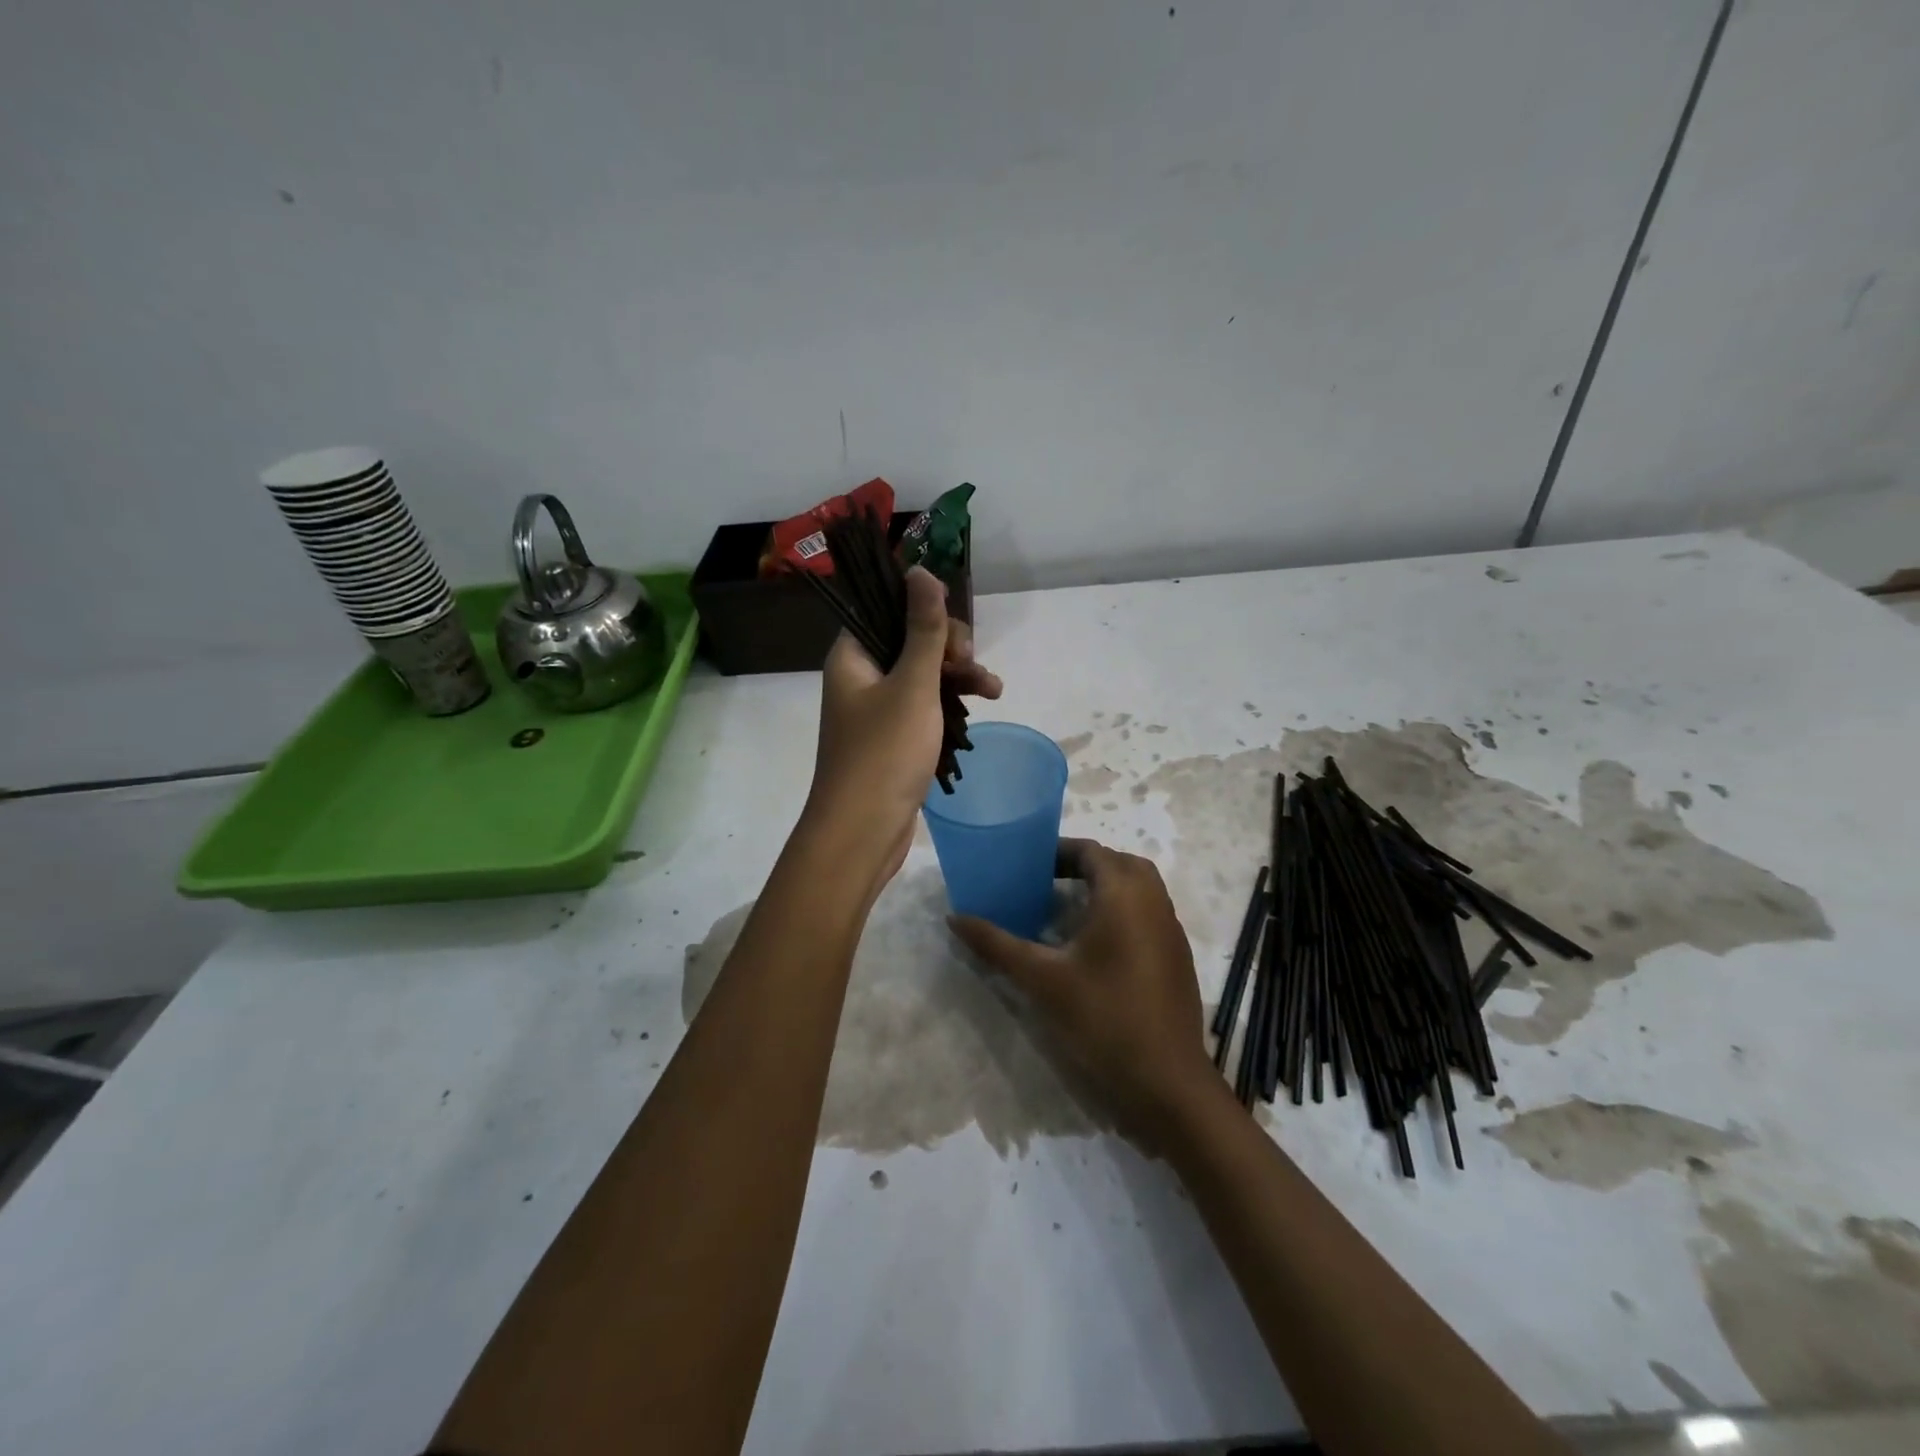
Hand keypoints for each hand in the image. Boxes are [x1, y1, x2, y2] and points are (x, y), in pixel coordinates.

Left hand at [805, 566, 1001, 890]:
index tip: (954, 632)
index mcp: (852, 656)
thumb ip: (923, 628)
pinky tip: (981, 709)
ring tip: (995, 690)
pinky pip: (924, 708)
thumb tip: (920, 570)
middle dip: (950, 648)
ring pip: (922, 676)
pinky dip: (949, 706)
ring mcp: (876, 711)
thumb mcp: (912, 685)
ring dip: (959, 677)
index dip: (923, 611)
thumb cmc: (884, 754)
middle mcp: (860, 678)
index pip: (886, 610)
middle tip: (973, 666)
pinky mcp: (892, 739)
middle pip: (909, 641)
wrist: (862, 833)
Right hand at [950, 839, 1214, 1144]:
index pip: (1091, 851)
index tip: (1027, 865)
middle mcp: (1154, 901)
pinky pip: (1148, 913)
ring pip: (1138, 888)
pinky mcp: (1177, 956)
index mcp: (1124, 895)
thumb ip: (997, 944)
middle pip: (1118, 863)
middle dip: (1082, 865)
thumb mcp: (1042, 980)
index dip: (1058, 851)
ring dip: (1104, 887)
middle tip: (1046, 882)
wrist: (1167, 1083)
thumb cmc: (1103, 1019)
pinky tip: (1094, 944)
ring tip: (1065, 909)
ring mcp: (1170, 930)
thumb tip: (954, 918)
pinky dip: (1122, 910)